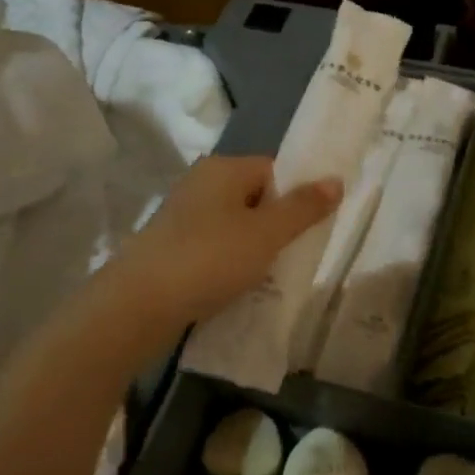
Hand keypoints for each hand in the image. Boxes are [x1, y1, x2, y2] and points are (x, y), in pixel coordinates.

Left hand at [110, 157, 340, 327]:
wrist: (138, 305)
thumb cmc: (209, 259)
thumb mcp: (266, 234)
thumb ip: (303, 208)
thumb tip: (336, 179)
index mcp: (223, 169)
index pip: (274, 170)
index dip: (296, 196)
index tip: (310, 229)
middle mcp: (200, 184)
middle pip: (255, 198)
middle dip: (277, 226)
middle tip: (294, 256)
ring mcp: (181, 216)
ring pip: (235, 226)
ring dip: (254, 249)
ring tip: (268, 276)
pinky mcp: (170, 247)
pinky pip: (214, 248)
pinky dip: (229, 264)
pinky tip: (237, 287)